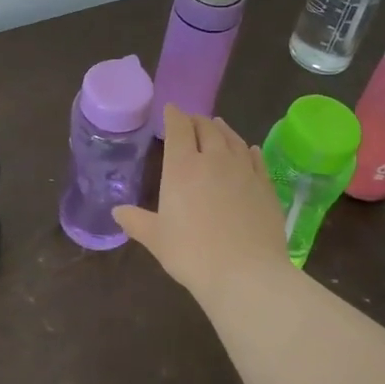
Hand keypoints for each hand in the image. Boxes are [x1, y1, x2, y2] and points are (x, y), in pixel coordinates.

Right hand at [112, 106, 290, 303]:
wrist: (246, 273)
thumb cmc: (192, 254)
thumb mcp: (156, 239)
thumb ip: (136, 221)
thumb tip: (117, 211)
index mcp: (182, 167)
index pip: (178, 129)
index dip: (173, 116)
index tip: (170, 110)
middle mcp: (214, 159)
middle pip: (207, 128)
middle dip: (197, 120)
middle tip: (192, 121)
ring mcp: (244, 171)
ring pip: (233, 139)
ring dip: (222, 130)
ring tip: (217, 126)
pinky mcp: (266, 186)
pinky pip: (256, 159)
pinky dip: (249, 150)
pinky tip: (249, 150)